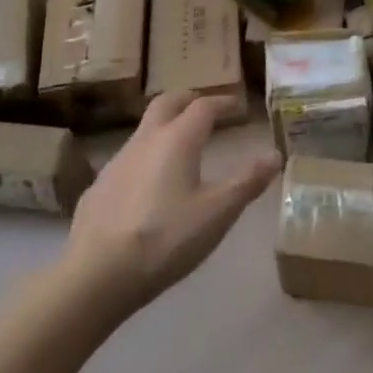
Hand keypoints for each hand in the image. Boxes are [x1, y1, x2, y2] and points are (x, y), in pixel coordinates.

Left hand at [63, 92, 279, 314]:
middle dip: (188, 100)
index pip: (203, 106)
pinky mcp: (99, 186)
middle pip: (167, 103)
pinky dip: (146, 157)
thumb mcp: (217, 213)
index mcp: (178, 139)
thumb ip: (247, 181)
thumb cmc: (166, 238)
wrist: (97, 273)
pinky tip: (148, 184)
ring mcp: (117, 161)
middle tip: (204, 108)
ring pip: (144, 129)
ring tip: (180, 145)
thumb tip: (275, 155)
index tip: (236, 106)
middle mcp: (146, 139)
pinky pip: (127, 158)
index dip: (222, 102)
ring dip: (165, 126)